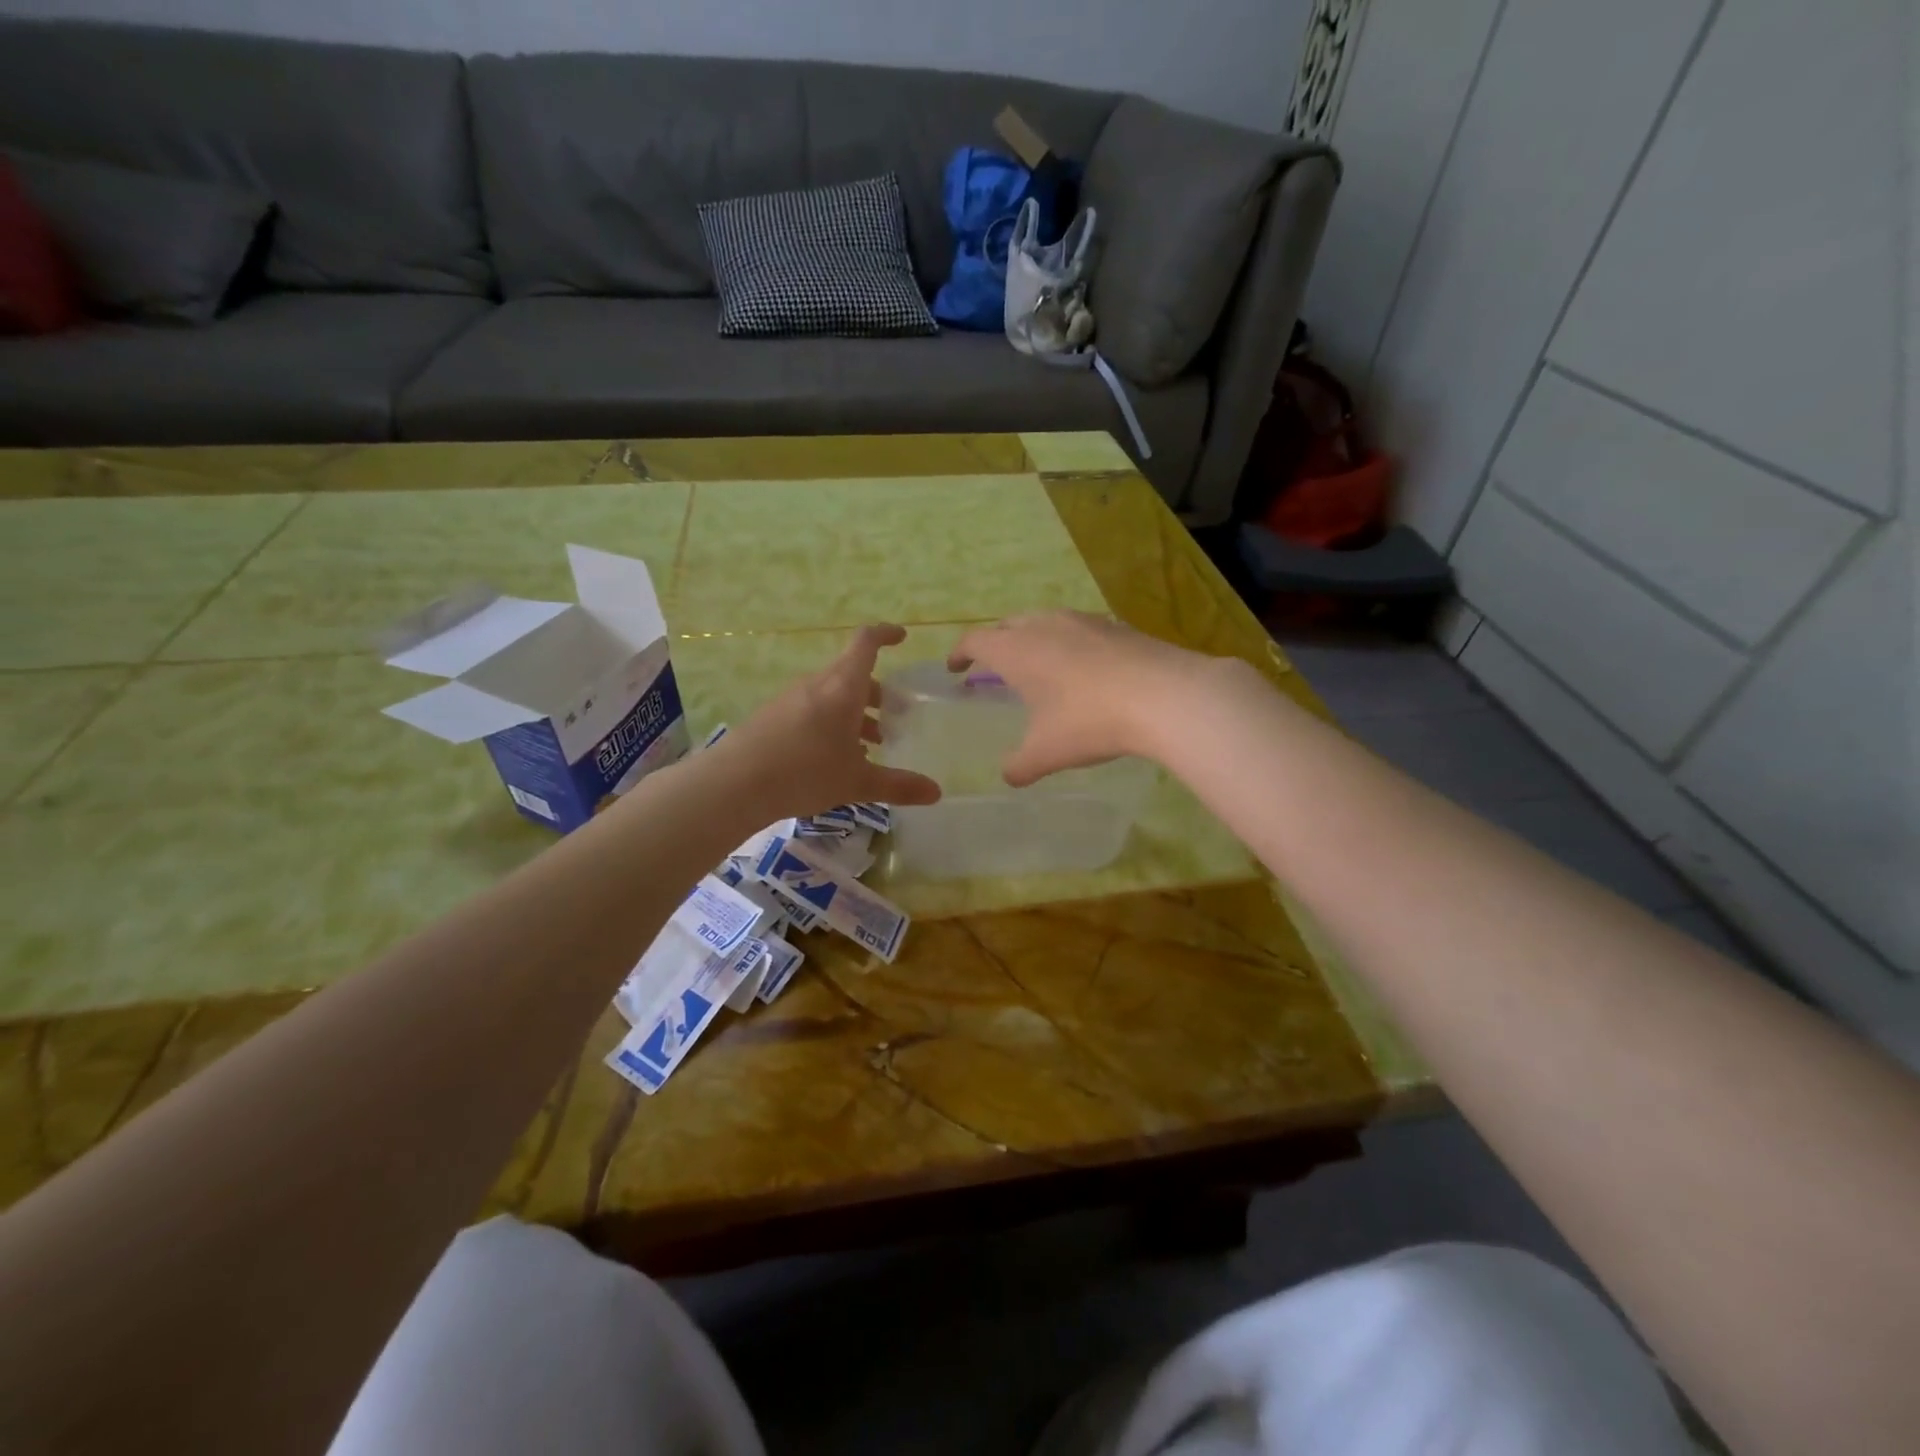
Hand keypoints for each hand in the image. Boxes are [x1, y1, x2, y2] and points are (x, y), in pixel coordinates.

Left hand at [716, 624, 941, 819]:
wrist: (734, 784)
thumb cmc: (805, 772)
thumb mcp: (857, 782)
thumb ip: (898, 785)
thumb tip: (936, 792)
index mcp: (843, 687)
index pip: (866, 643)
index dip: (885, 634)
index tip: (902, 637)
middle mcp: (817, 685)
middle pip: (852, 675)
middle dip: (877, 692)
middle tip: (896, 717)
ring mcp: (791, 699)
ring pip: (832, 696)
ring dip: (854, 713)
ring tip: (870, 746)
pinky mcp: (773, 717)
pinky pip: (812, 710)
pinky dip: (831, 724)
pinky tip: (834, 759)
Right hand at [947, 611, 1218, 785]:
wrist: (1165, 696)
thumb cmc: (1090, 721)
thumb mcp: (1046, 753)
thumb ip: (1019, 766)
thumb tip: (1009, 775)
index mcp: (1017, 650)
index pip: (976, 640)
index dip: (960, 653)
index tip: (955, 668)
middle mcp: (1045, 625)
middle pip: (1008, 624)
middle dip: (995, 642)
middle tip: (992, 666)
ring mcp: (1083, 621)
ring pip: (1044, 621)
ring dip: (1032, 638)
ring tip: (1037, 664)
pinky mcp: (1116, 626)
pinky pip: (1078, 629)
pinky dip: (1067, 643)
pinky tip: (1083, 667)